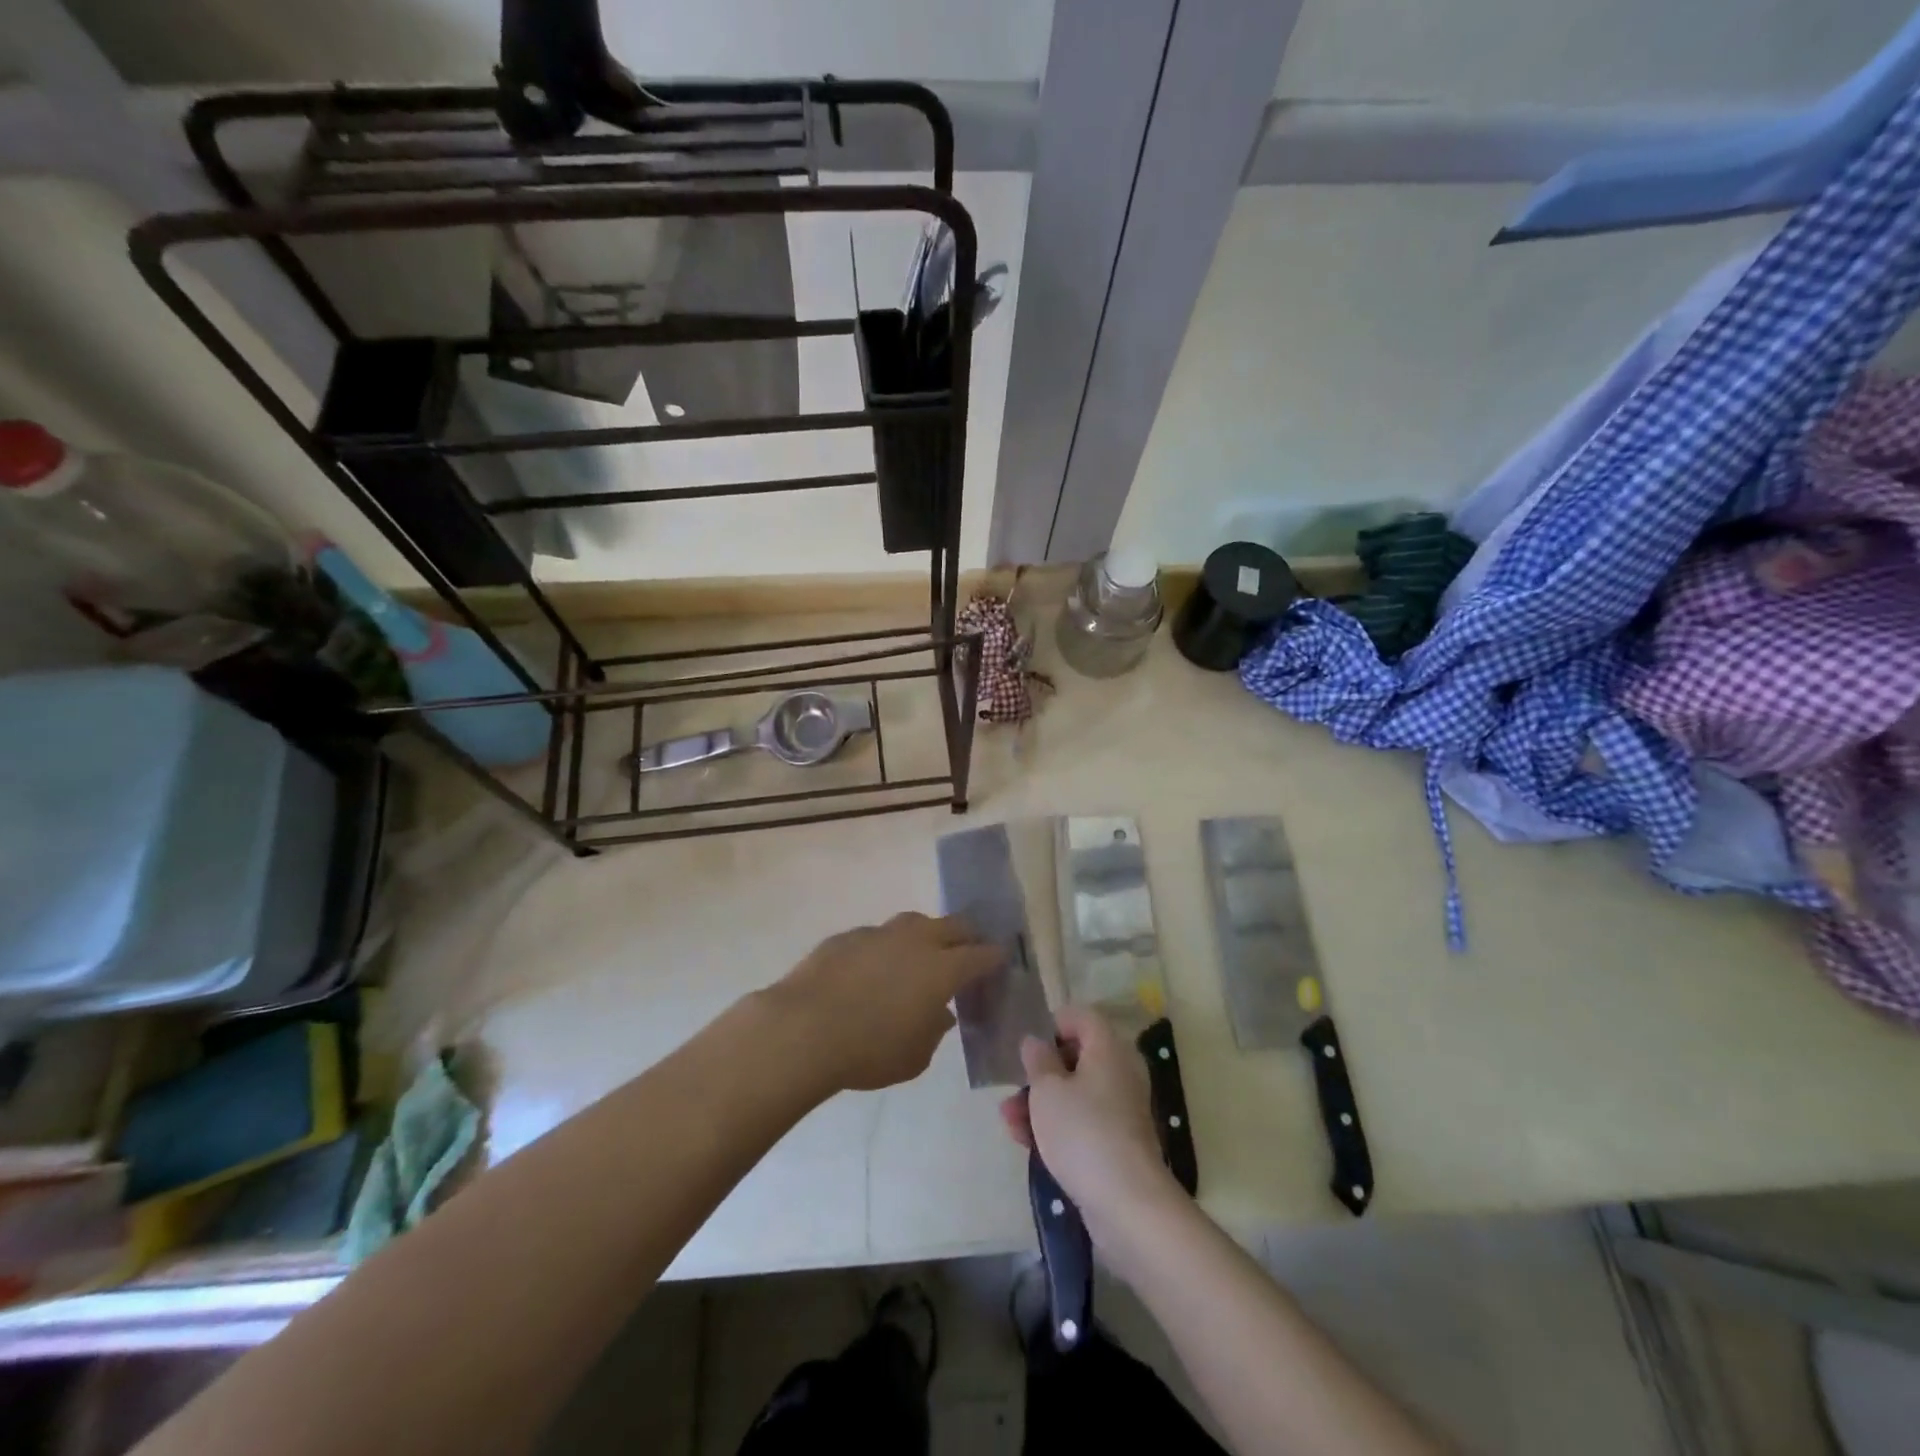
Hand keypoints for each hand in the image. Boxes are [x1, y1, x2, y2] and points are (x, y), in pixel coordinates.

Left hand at [767, 913, 1000, 1093]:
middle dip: (966, 936)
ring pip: (914, 922)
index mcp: (941, 969)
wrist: (803, 1028)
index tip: (998, 962)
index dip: (994, 957)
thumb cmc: (869, 1051)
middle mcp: (916, 941)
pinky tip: (873, 970)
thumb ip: (934, 1031)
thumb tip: (939, 1012)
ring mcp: (879, 933)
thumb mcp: (915, 1057)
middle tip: (967, 953)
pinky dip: (885, 948)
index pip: (981, 954)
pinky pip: (877, 936)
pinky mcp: (847, 936)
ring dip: (925, 936)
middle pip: (954, 924)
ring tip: (919, 958)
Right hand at [998, 1005, 1179, 1232]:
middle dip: (1040, 1073)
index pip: (1082, 1017)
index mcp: (1108, 1049)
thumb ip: (1038, 1061)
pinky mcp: (1117, 1143)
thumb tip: (1036, 1042)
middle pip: (1076, 1058)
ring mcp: (1121, 1110)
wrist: (1127, 1203)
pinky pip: (1083, 1122)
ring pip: (1075, 1094)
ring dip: (1041, 1103)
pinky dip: (1057, 1127)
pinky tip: (1026, 1143)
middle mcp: (1120, 1072)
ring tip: (1008, 1121)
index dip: (1053, 1024)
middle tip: (1013, 1086)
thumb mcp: (1047, 1090)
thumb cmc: (1083, 1131)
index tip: (1028, 1044)